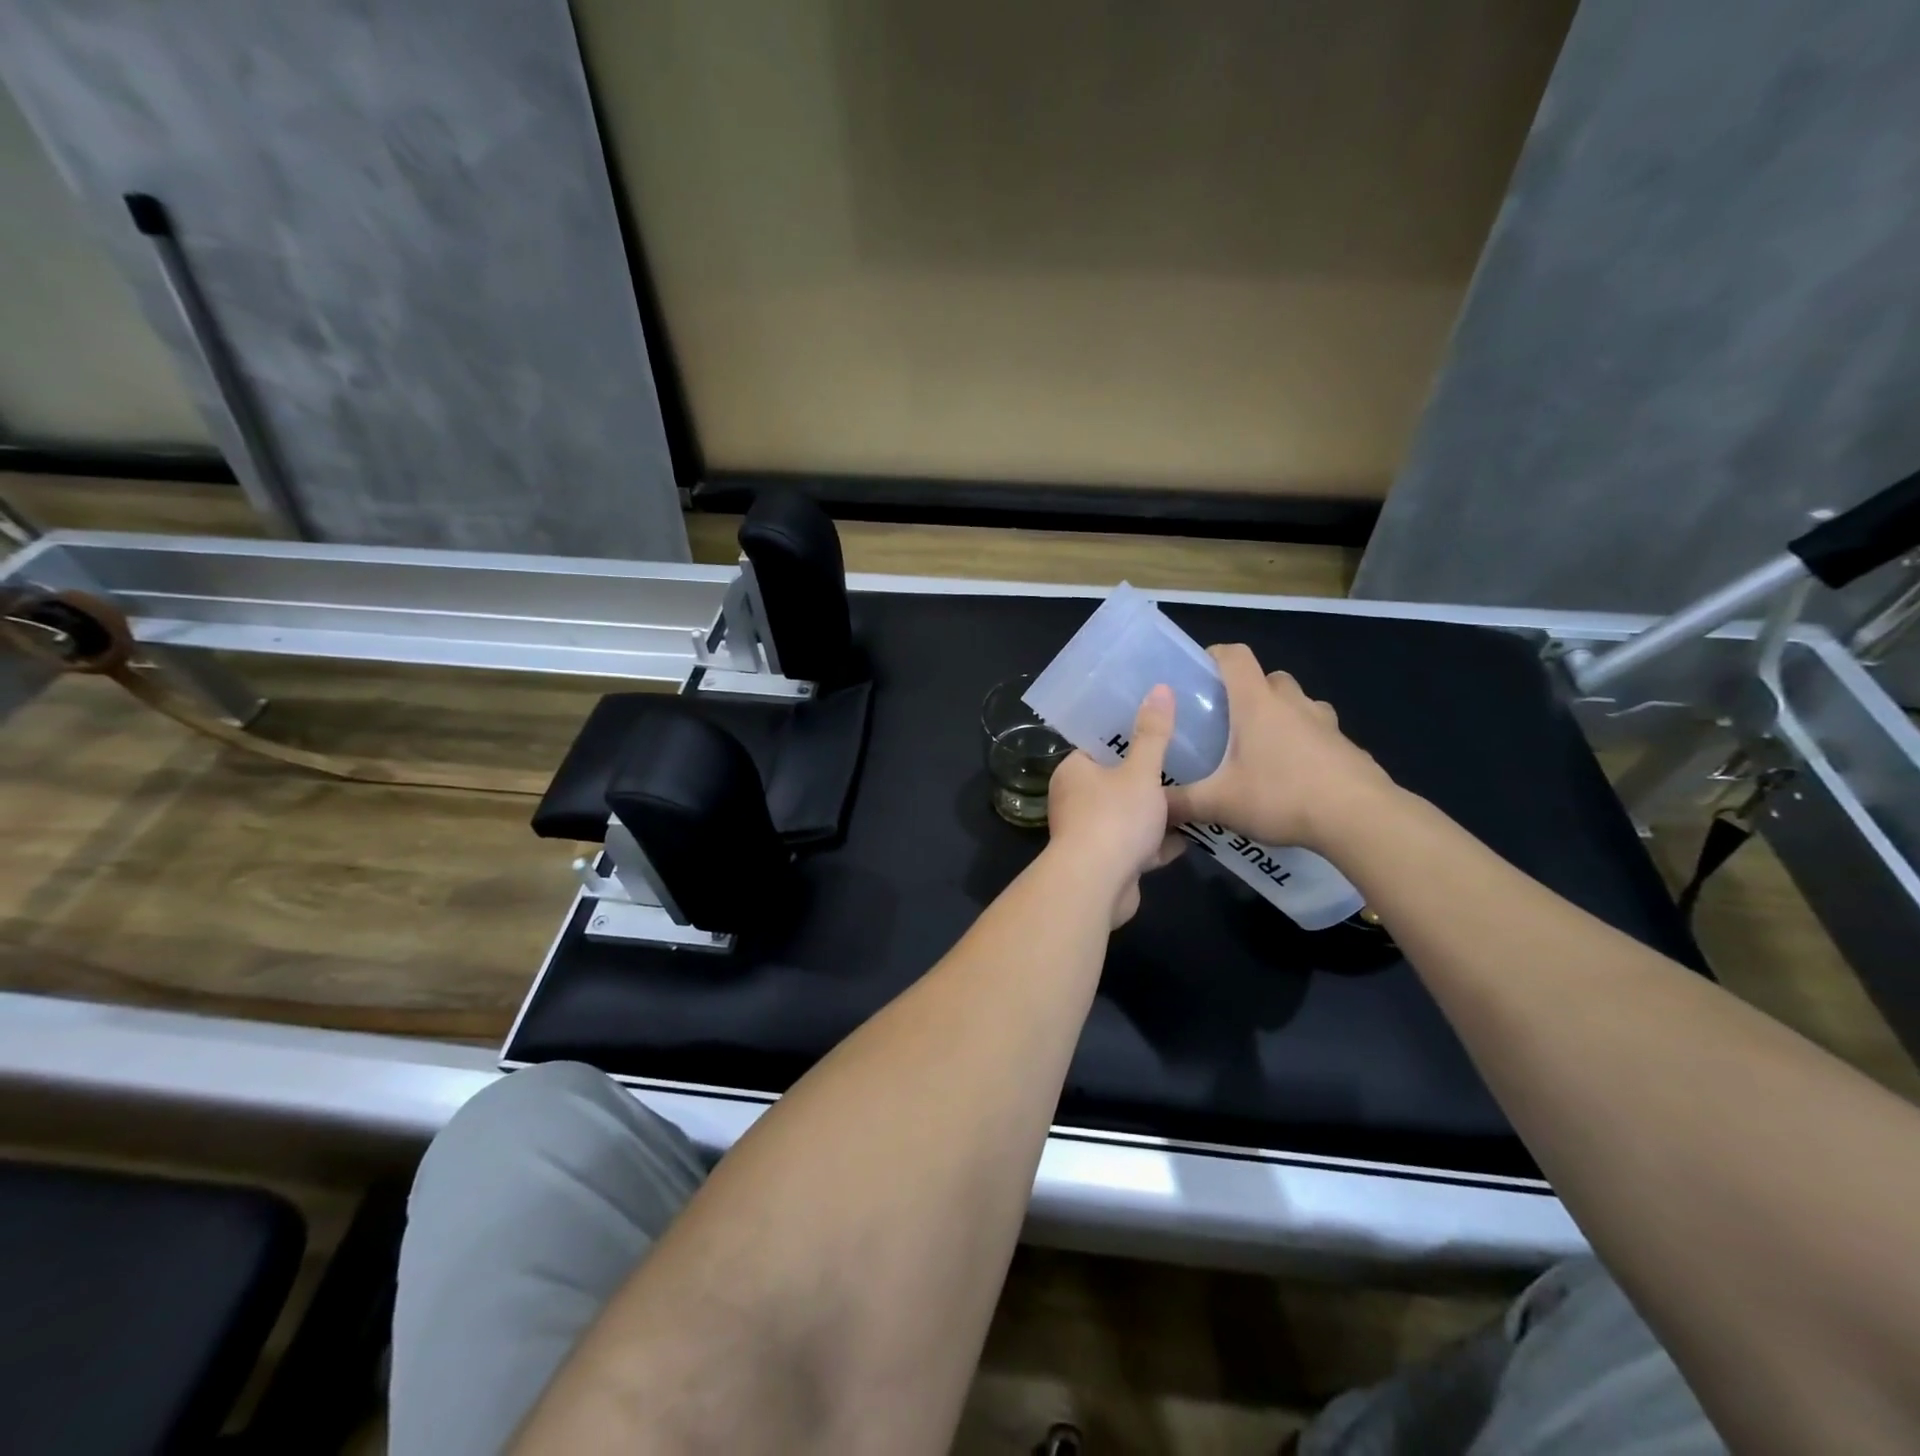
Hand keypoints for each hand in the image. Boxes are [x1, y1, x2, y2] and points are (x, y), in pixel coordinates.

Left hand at [1044, 684, 1186, 925]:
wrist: (1096, 886)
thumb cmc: (1114, 818)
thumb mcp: (1140, 771)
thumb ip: (1153, 734)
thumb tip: (1159, 688)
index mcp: (1074, 771)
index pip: (1098, 745)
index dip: (1126, 736)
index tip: (1158, 727)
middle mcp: (1076, 800)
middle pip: (1116, 782)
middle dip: (1148, 777)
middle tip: (1185, 761)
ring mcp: (1090, 834)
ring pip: (1128, 816)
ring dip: (1156, 813)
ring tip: (1194, 796)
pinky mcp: (1107, 863)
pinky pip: (1136, 846)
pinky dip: (1158, 843)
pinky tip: (1190, 838)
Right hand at [1165, 644, 1393, 851]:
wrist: (1360, 818)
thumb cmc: (1281, 796)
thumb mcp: (1220, 804)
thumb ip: (1181, 804)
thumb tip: (1152, 809)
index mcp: (1257, 703)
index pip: (1235, 656)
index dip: (1216, 655)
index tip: (1199, 673)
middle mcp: (1292, 703)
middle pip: (1269, 678)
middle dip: (1249, 692)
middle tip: (1229, 722)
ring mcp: (1326, 723)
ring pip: (1299, 703)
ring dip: (1282, 715)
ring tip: (1264, 749)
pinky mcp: (1348, 747)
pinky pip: (1321, 734)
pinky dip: (1306, 744)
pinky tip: (1296, 777)